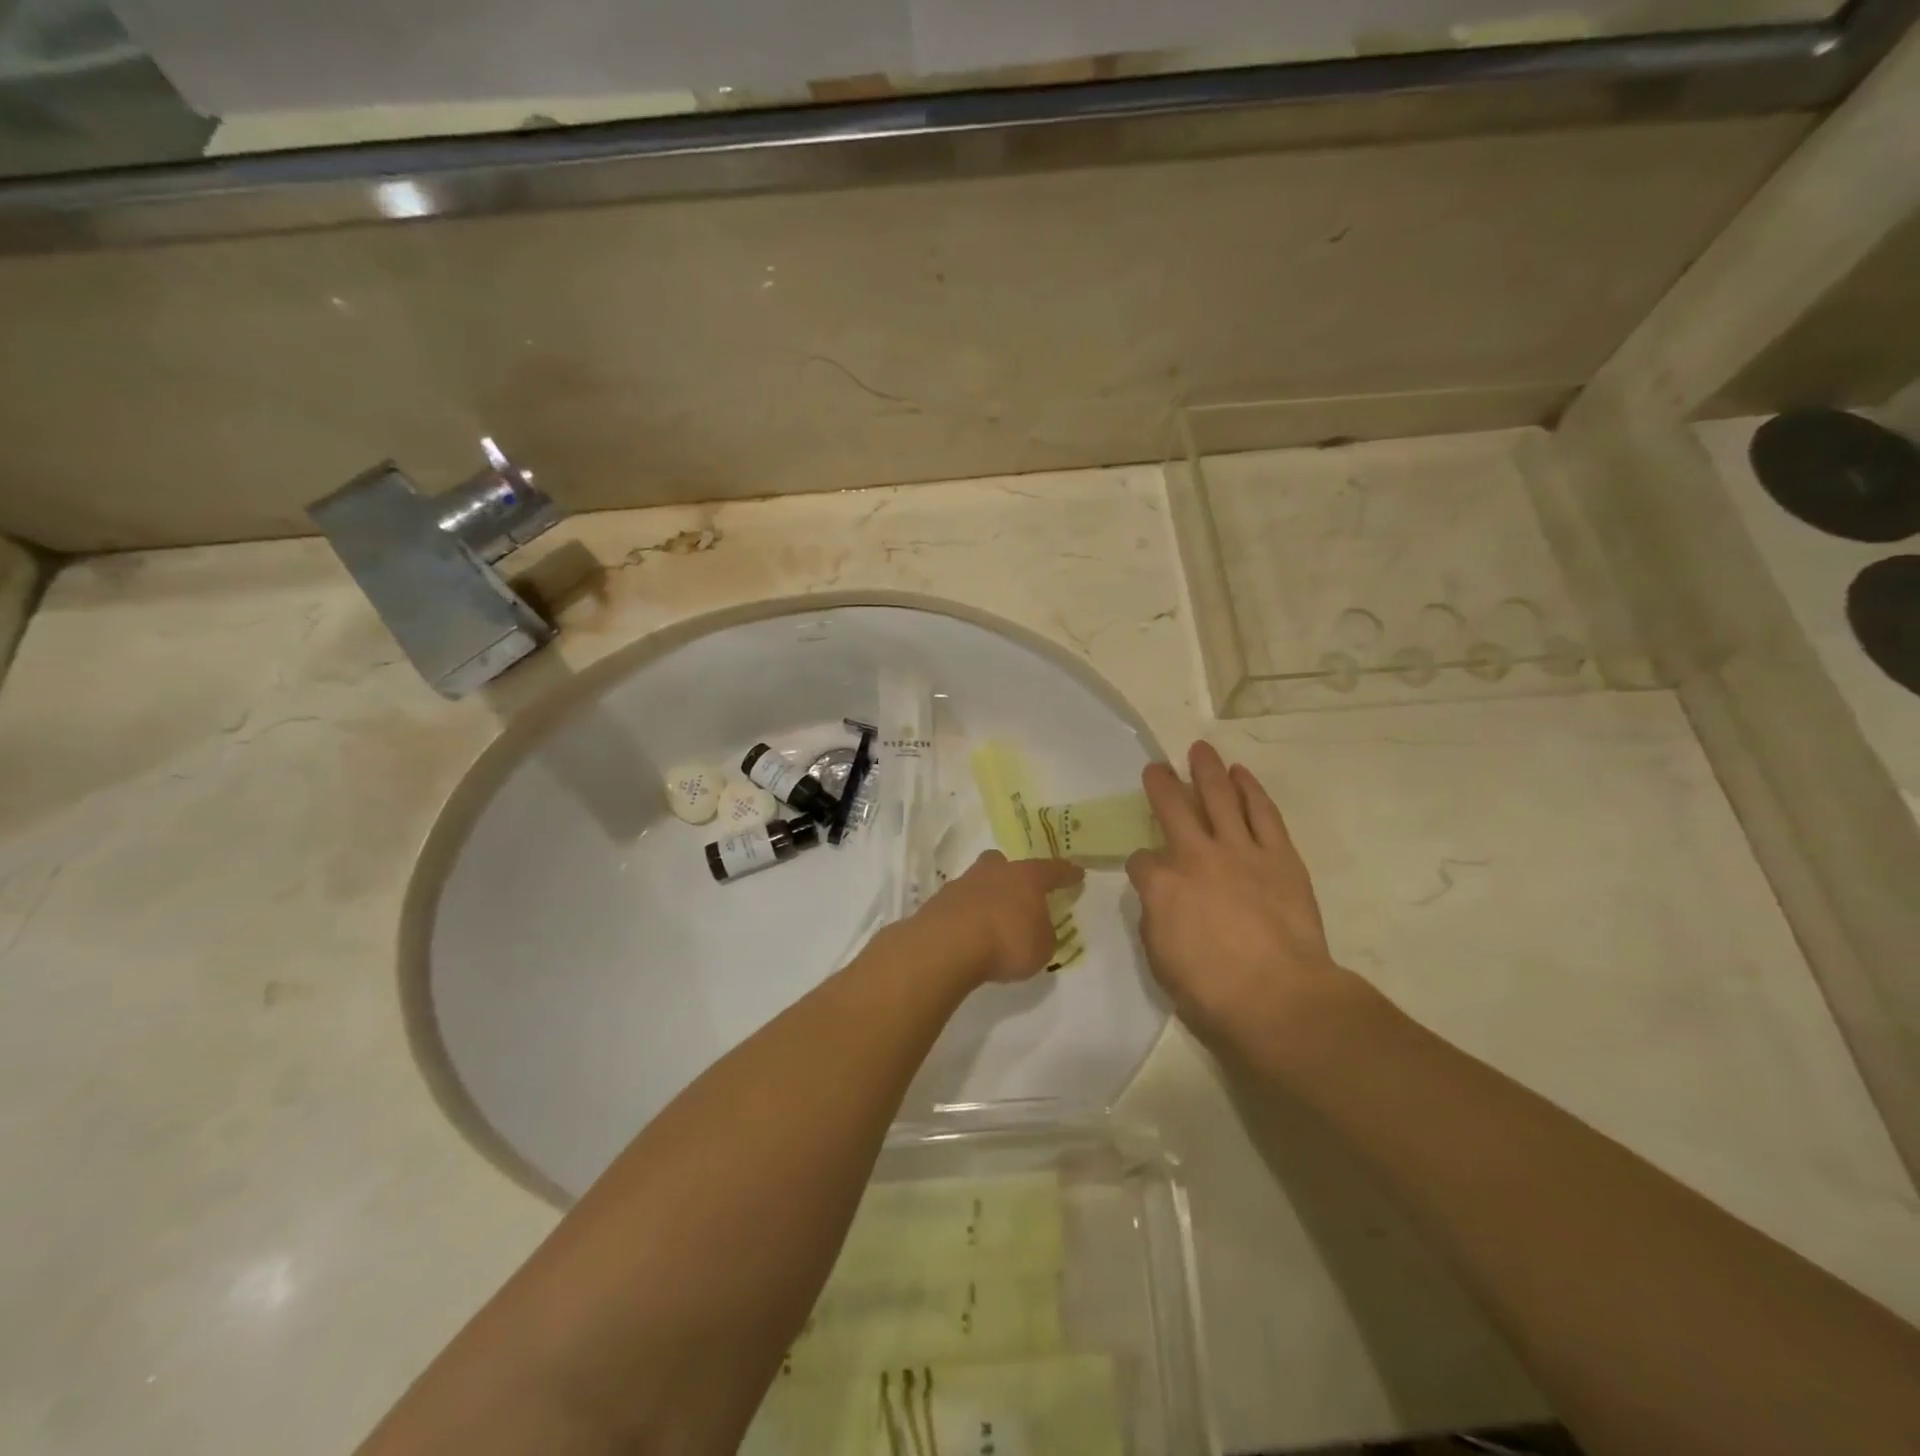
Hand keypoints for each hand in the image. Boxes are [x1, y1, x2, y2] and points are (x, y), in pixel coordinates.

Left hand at [902, 850, 1084, 987]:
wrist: (947, 946)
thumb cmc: (1006, 942)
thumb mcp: (1042, 947)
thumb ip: (1043, 933)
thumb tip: (1036, 927)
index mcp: (1026, 878)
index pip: (1052, 870)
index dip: (1066, 873)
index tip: (1077, 873)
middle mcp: (994, 872)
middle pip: (1005, 863)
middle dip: (1012, 874)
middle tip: (1018, 891)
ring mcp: (963, 883)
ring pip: (979, 881)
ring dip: (986, 896)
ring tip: (991, 920)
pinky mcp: (939, 902)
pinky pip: (960, 903)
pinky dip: (966, 914)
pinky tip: (969, 932)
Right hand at [1127, 741, 1351, 1053]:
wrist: (1279, 997)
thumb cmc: (1211, 990)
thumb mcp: (1160, 958)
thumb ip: (1155, 918)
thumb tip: (1160, 898)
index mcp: (1161, 885)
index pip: (1141, 861)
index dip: (1141, 864)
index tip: (1146, 873)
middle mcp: (1195, 856)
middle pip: (1172, 808)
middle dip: (1160, 785)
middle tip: (1155, 767)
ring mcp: (1239, 851)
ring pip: (1219, 797)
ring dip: (1207, 770)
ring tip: (1199, 750)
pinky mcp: (1279, 855)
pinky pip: (1262, 812)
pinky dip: (1250, 790)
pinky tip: (1240, 774)